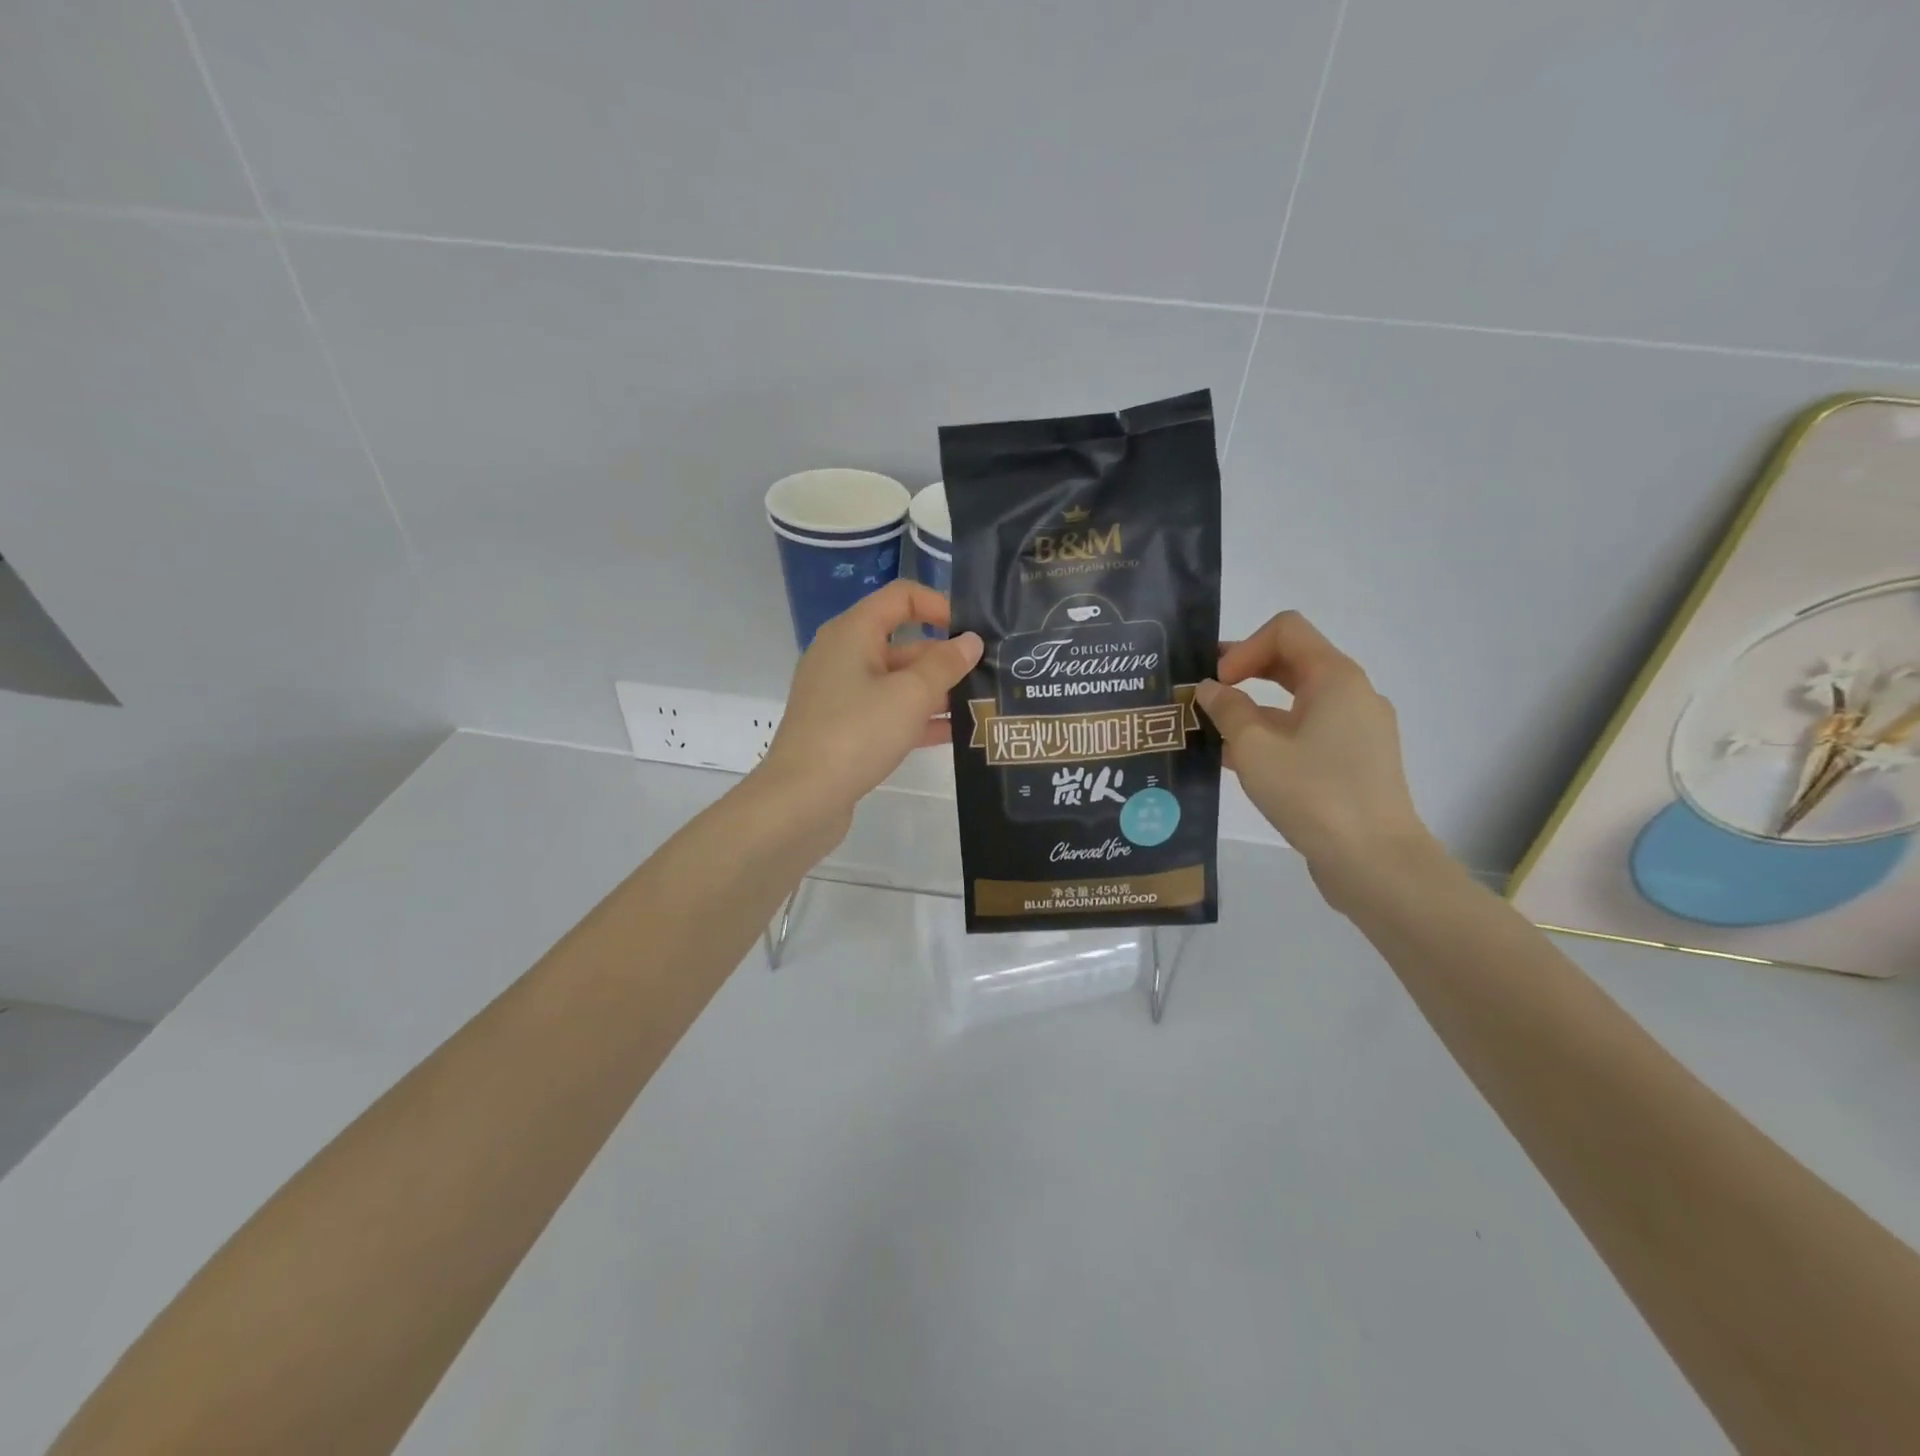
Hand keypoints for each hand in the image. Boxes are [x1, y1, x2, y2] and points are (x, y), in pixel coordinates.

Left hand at [755, 580, 982, 830]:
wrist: (802, 799)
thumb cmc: (857, 733)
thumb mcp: (911, 695)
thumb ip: (945, 664)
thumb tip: (969, 642)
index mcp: (853, 632)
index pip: (901, 596)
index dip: (939, 606)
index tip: (972, 634)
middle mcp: (843, 655)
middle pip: (902, 642)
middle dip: (944, 658)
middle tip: (989, 676)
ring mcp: (841, 694)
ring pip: (897, 681)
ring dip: (936, 691)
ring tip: (981, 706)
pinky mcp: (843, 728)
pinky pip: (887, 712)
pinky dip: (917, 718)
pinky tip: (955, 734)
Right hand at [1197, 612, 1437, 908]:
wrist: (1374, 862)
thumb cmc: (1313, 794)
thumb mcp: (1255, 749)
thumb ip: (1227, 710)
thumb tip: (1209, 688)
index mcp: (1335, 678)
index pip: (1285, 630)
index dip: (1243, 648)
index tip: (1218, 685)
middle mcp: (1352, 694)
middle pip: (1291, 663)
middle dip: (1243, 674)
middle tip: (1203, 698)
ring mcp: (1357, 730)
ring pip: (1296, 703)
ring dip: (1253, 711)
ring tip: (1212, 736)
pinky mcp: (1354, 762)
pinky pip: (1307, 733)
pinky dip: (1273, 738)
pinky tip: (1238, 764)